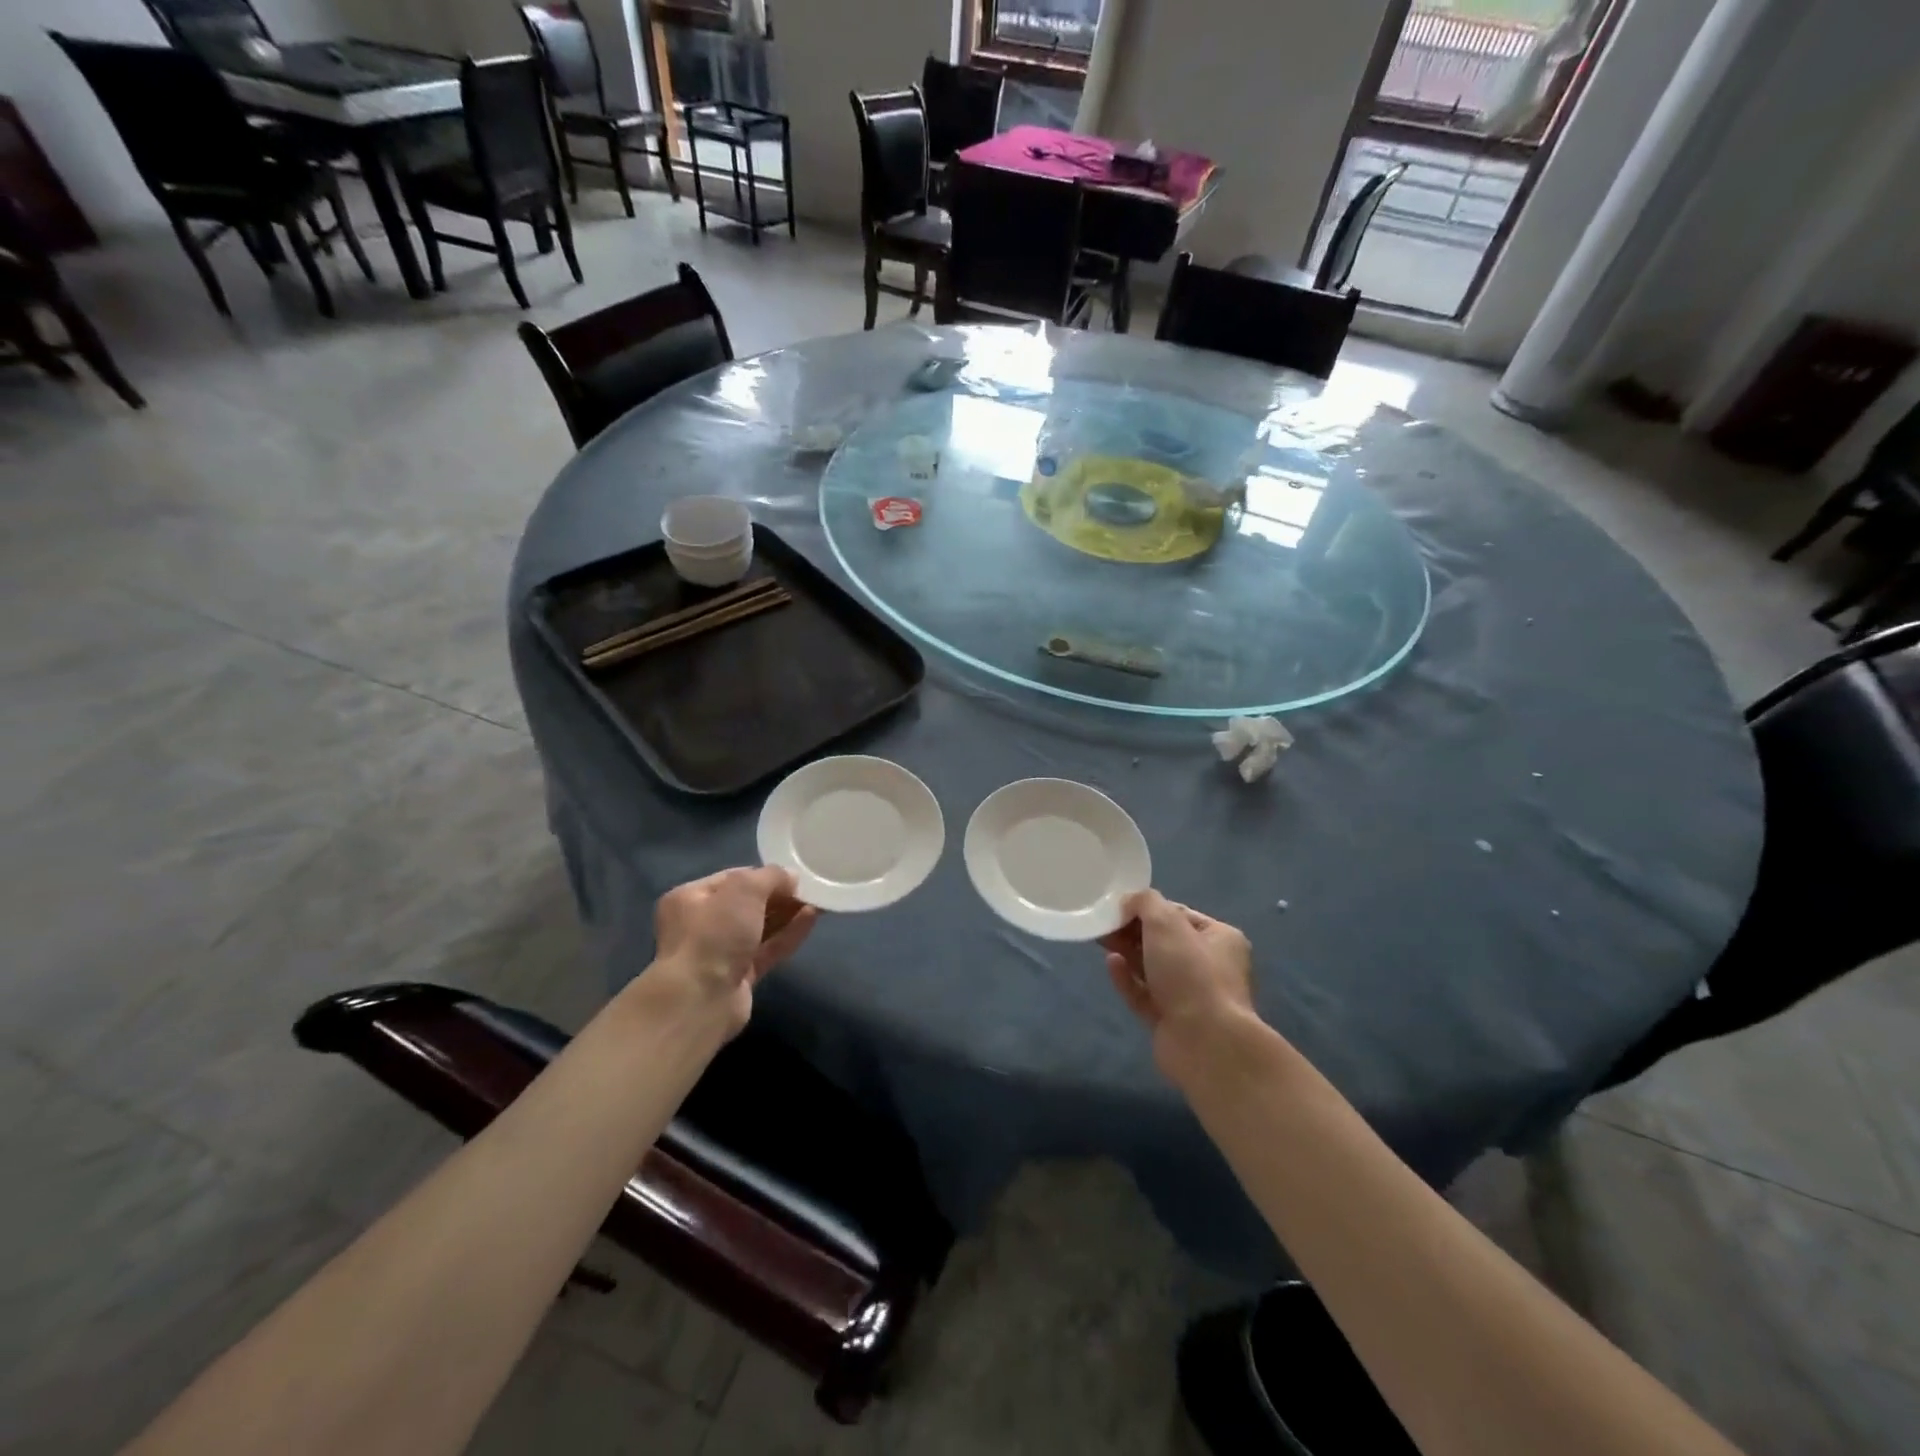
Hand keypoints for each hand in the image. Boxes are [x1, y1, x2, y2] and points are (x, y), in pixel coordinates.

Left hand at [650, 866, 818, 1029]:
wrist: (700, 1000)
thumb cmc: (714, 934)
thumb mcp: (744, 890)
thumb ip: (770, 876)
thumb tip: (791, 877)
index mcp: (691, 898)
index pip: (733, 879)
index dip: (764, 875)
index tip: (794, 875)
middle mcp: (701, 924)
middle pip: (748, 904)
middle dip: (779, 896)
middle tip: (810, 889)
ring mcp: (720, 953)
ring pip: (760, 928)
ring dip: (788, 914)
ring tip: (818, 901)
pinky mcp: (739, 977)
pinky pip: (768, 950)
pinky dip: (788, 935)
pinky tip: (811, 920)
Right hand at [1100, 890, 1255, 1071]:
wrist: (1206, 1043)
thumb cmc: (1191, 973)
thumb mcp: (1166, 923)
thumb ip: (1145, 903)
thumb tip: (1130, 902)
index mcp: (1220, 939)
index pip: (1179, 915)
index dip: (1149, 908)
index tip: (1119, 906)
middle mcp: (1210, 967)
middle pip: (1164, 942)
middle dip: (1133, 931)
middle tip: (1104, 923)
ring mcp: (1191, 998)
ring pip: (1153, 969)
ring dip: (1128, 954)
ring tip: (1101, 940)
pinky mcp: (1171, 1022)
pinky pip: (1145, 995)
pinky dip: (1128, 980)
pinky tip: (1110, 965)